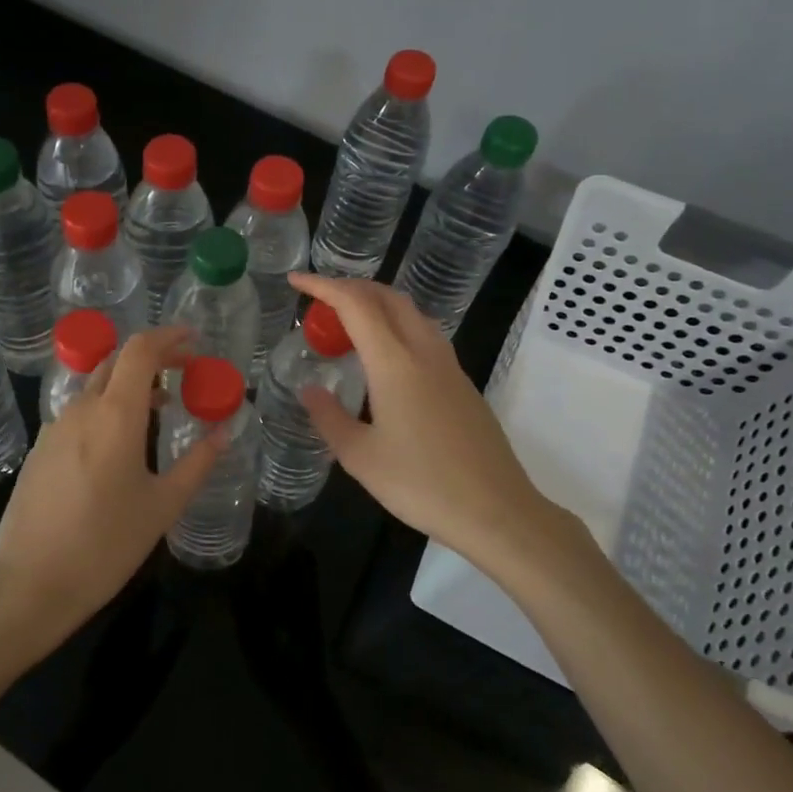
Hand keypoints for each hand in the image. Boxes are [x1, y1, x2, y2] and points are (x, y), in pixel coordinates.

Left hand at [0, 326, 221, 667]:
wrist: (28, 584)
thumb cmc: (105, 546)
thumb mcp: (162, 506)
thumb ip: (196, 463)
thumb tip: (224, 432)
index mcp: (115, 414)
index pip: (140, 350)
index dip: (168, 337)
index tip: (194, 340)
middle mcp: (81, 409)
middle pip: (116, 361)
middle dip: (153, 357)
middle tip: (184, 372)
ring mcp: (54, 428)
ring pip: (96, 387)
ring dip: (129, 385)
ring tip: (160, 408)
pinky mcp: (40, 450)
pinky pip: (79, 412)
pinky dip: (107, 408)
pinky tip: (121, 443)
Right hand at [288, 273, 593, 576]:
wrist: (496, 511)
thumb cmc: (421, 484)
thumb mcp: (360, 457)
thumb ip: (330, 417)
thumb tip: (310, 391)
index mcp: (395, 364)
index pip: (356, 305)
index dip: (324, 286)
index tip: (296, 280)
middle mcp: (424, 353)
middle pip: (388, 298)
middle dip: (351, 287)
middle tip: (320, 300)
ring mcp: (449, 367)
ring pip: (412, 313)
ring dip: (377, 304)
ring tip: (348, 322)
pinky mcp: (462, 385)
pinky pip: (425, 336)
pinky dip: (396, 326)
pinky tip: (383, 357)